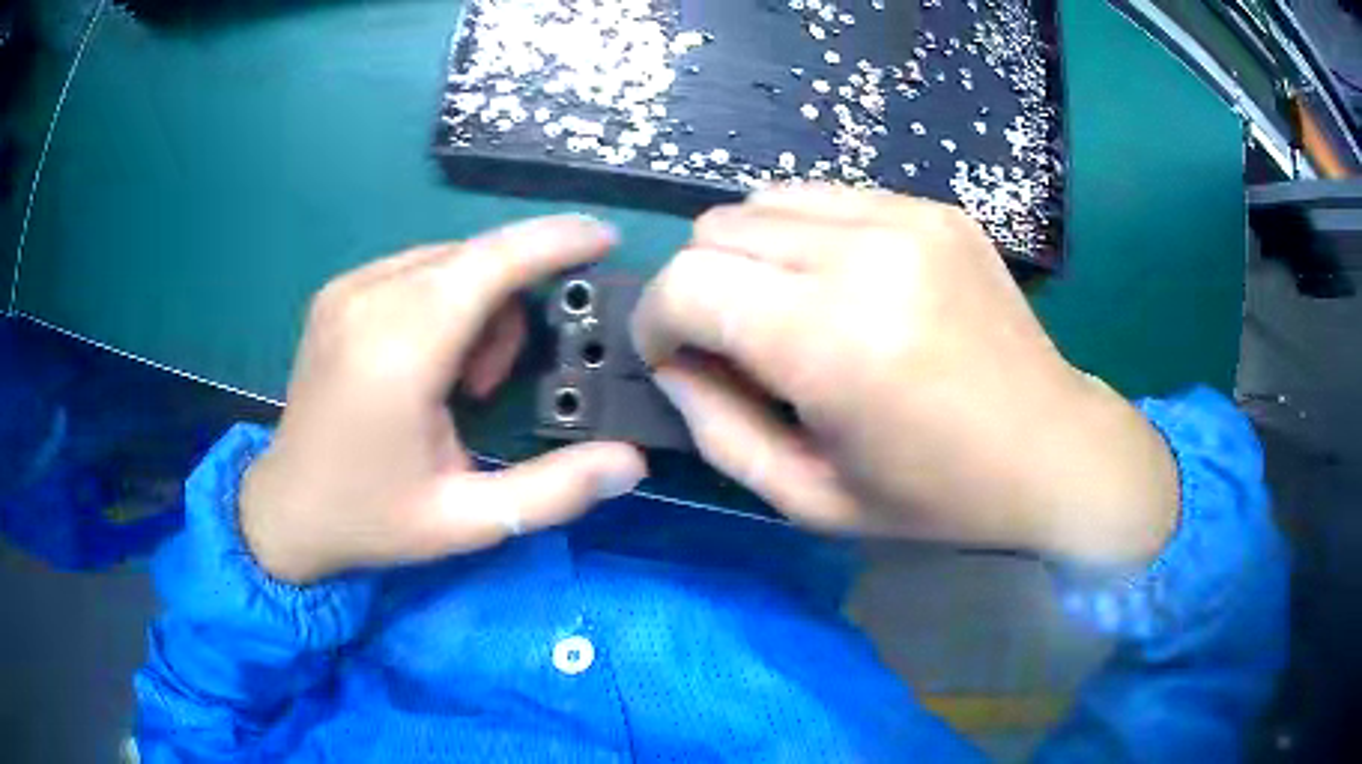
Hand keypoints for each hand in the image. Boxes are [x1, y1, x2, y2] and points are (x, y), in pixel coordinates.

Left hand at [240, 216, 646, 583]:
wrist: (285, 510)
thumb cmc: (371, 518)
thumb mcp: (466, 521)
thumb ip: (552, 492)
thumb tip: (632, 463)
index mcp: (398, 351)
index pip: (490, 264)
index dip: (553, 242)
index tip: (604, 238)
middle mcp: (368, 299)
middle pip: (474, 258)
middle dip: (512, 302)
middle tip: (495, 383)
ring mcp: (347, 289)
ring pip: (446, 259)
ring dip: (477, 303)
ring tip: (459, 382)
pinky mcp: (337, 292)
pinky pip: (415, 268)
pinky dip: (444, 298)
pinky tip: (427, 359)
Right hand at [632, 185, 1178, 564]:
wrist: (1050, 448)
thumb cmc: (933, 495)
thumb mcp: (808, 498)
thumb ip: (718, 429)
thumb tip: (673, 364)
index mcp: (833, 341)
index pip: (687, 283)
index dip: (656, 320)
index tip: (672, 356)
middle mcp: (866, 255)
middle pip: (717, 228)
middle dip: (700, 286)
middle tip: (734, 341)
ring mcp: (906, 217)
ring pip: (765, 200)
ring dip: (750, 254)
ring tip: (787, 308)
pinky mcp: (933, 207)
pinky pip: (826, 197)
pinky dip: (806, 236)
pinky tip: (842, 284)